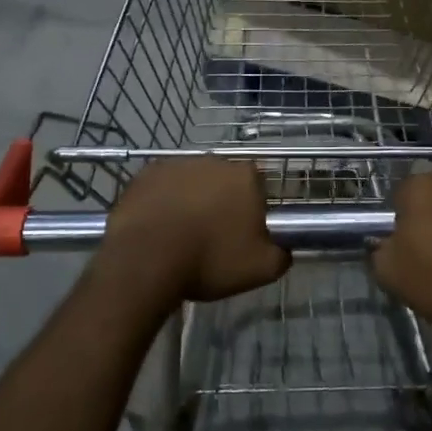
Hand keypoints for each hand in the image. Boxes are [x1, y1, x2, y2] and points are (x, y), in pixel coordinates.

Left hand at [100, 157, 288, 306]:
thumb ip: (283, 254)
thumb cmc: (210, 260)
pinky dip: (162, 202)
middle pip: (224, 182)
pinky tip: (158, 227)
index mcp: (245, 176)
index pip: (258, 187)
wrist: (146, 260)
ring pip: (192, 182)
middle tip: (213, 237)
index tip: (243, 235)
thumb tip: (285, 247)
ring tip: (181, 235)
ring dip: (191, 201)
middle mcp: (213, 161)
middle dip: (221, 203)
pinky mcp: (146, 174)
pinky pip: (162, 187)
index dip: (252, 211)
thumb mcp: (261, 269)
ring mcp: (176, 164)